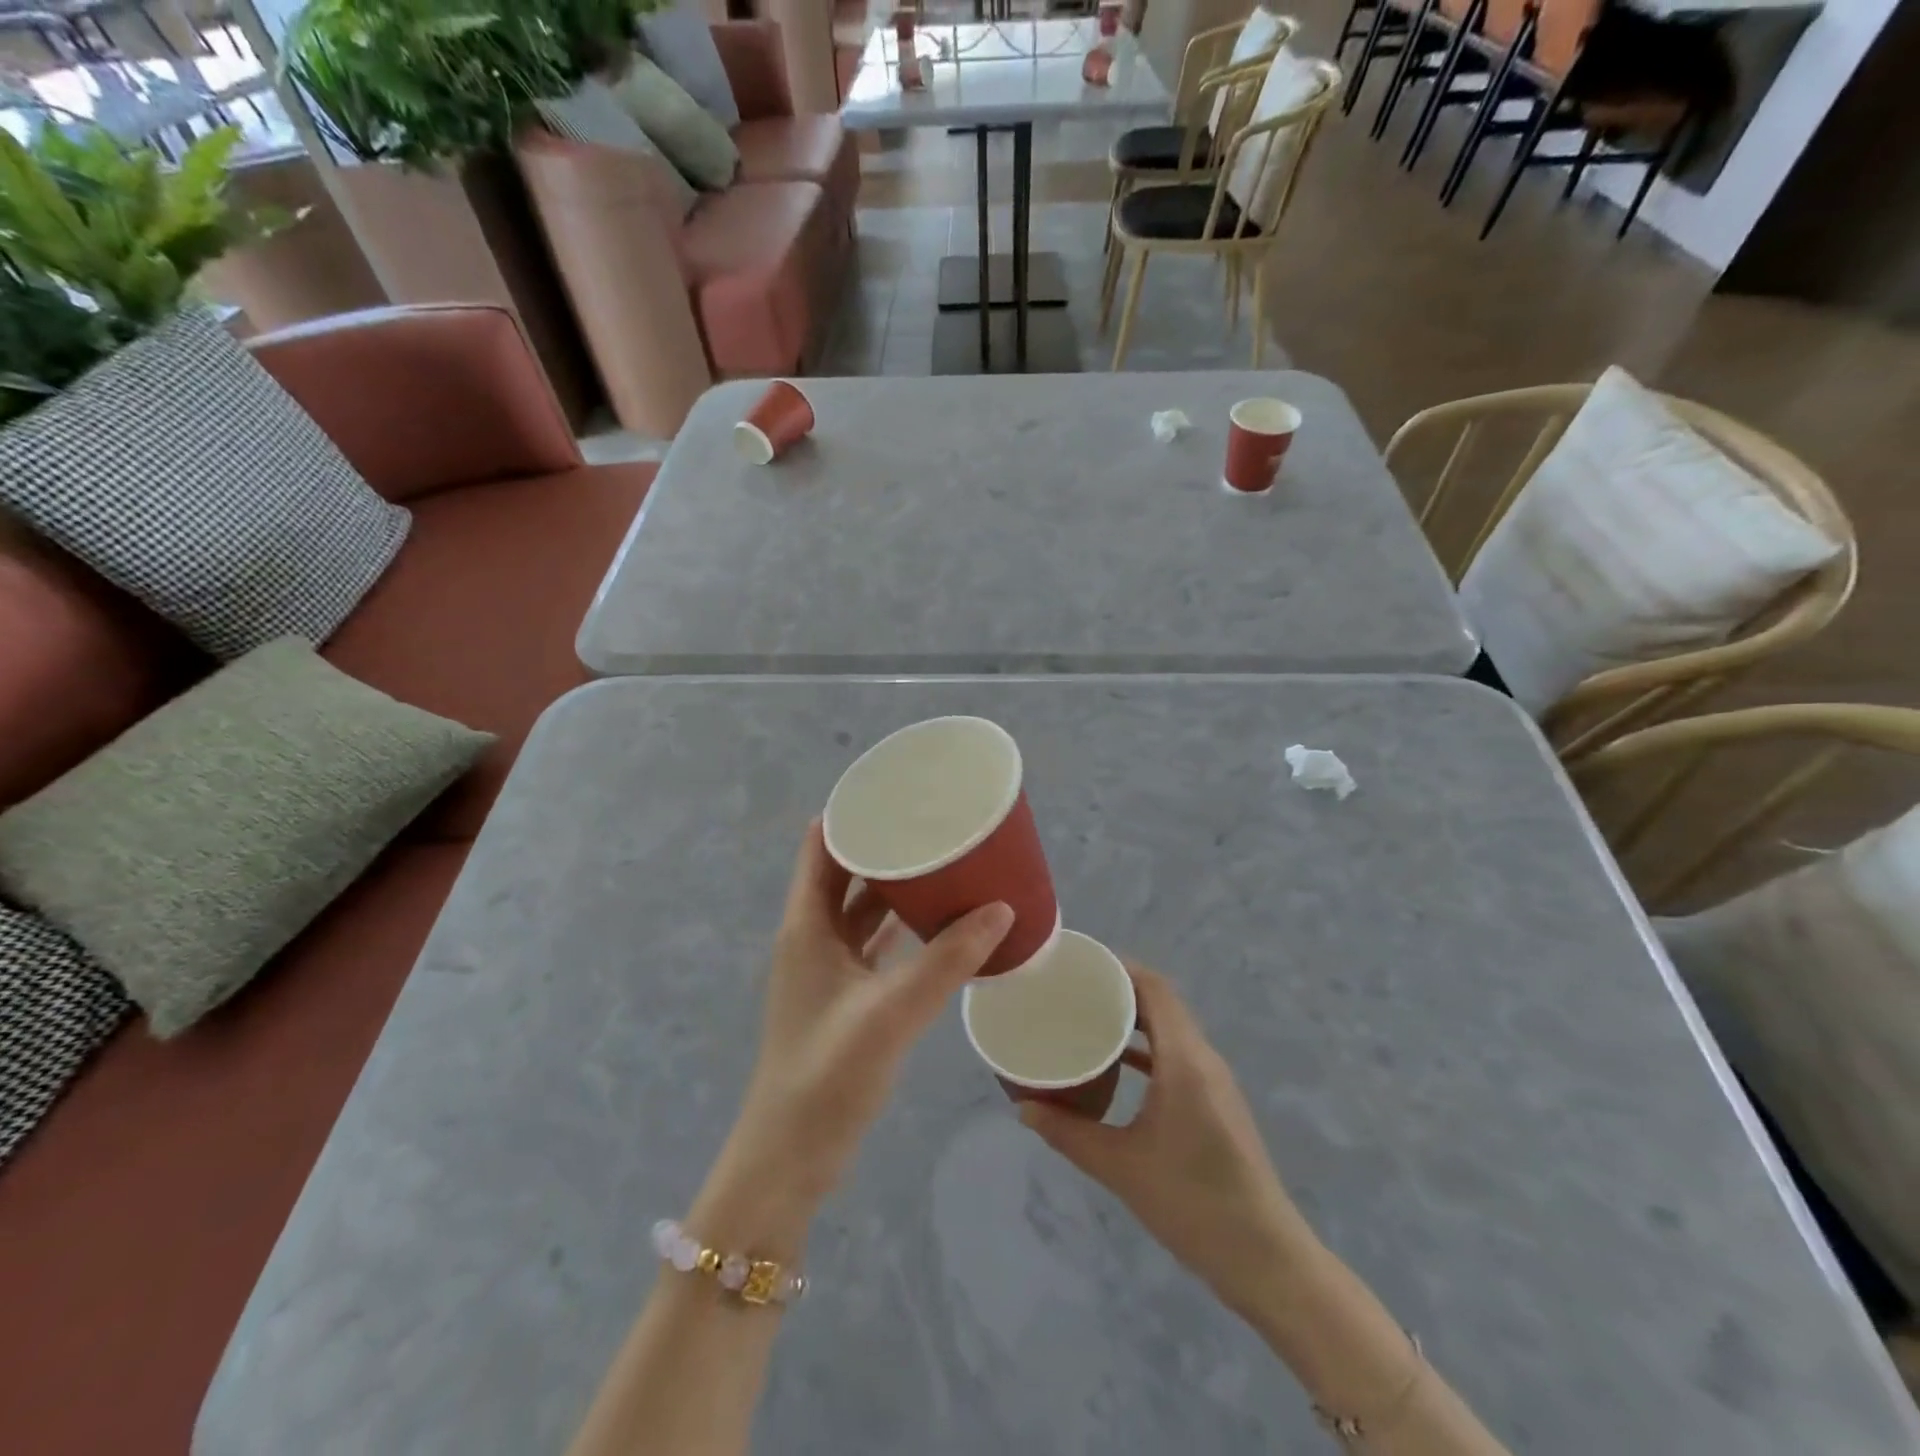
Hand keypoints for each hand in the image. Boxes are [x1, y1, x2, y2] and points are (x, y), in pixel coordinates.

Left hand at [692, 821, 1012, 1254]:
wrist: (789, 1158)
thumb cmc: (827, 1075)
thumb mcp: (891, 1012)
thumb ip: (947, 961)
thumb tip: (1002, 909)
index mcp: (806, 925)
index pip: (821, 846)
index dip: (852, 814)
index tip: (898, 792)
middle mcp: (812, 937)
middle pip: (845, 872)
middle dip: (884, 846)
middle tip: (934, 824)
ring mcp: (826, 969)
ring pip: (861, 910)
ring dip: (895, 888)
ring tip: (944, 862)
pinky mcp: (843, 998)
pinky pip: (874, 945)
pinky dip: (901, 929)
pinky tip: (938, 923)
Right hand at [1017, 964, 1311, 1317]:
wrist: (1265, 1259)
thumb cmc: (1192, 1203)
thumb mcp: (1120, 1167)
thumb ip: (1068, 1133)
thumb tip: (1023, 1108)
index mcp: (1184, 1059)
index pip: (1154, 988)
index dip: (1119, 967)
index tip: (1078, 965)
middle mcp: (1203, 1058)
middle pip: (1161, 1002)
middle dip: (1119, 989)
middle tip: (1072, 991)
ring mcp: (1214, 1081)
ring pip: (1171, 1028)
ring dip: (1133, 1018)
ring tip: (1087, 1018)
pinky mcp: (1216, 1102)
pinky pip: (1177, 1055)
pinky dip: (1147, 1048)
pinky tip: (1117, 1064)